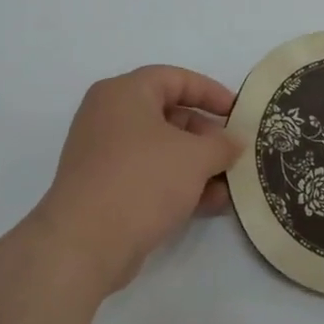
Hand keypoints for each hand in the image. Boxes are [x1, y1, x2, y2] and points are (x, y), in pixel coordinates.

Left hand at [27, 65, 241, 295]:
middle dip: (207, 135)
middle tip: (234, 152)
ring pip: (162, 150)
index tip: (238, 113)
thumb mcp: (196, 157)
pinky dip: (178, 184)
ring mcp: (104, 155)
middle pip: (169, 115)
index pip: (175, 78)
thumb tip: (233, 143)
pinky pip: (150, 176)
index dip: (211, 92)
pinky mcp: (105, 189)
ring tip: (229, 184)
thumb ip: (222, 144)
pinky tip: (210, 204)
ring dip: (198, 165)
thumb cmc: (143, 181)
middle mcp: (109, 117)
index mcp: (124, 93)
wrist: (86, 244)